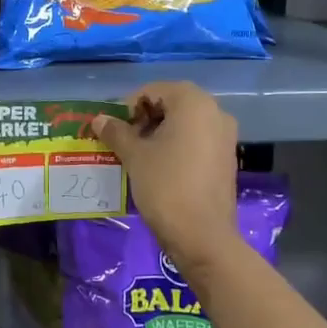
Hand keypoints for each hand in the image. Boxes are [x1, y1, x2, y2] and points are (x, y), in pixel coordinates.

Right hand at [89, 82, 238, 272]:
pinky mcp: (227, 157)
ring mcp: (225, 135)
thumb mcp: (134, 156)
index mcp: (193, 102)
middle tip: (124, 141)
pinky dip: (177, 145)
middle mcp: (215, 111)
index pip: (152, 90)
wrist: (203, 236)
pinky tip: (160, 167)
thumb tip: (99, 119)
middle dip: (144, 119)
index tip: (114, 130)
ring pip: (185, 122)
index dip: (129, 107)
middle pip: (171, 103)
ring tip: (139, 155)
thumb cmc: (166, 185)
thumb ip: (116, 132)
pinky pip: (197, 139)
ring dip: (160, 132)